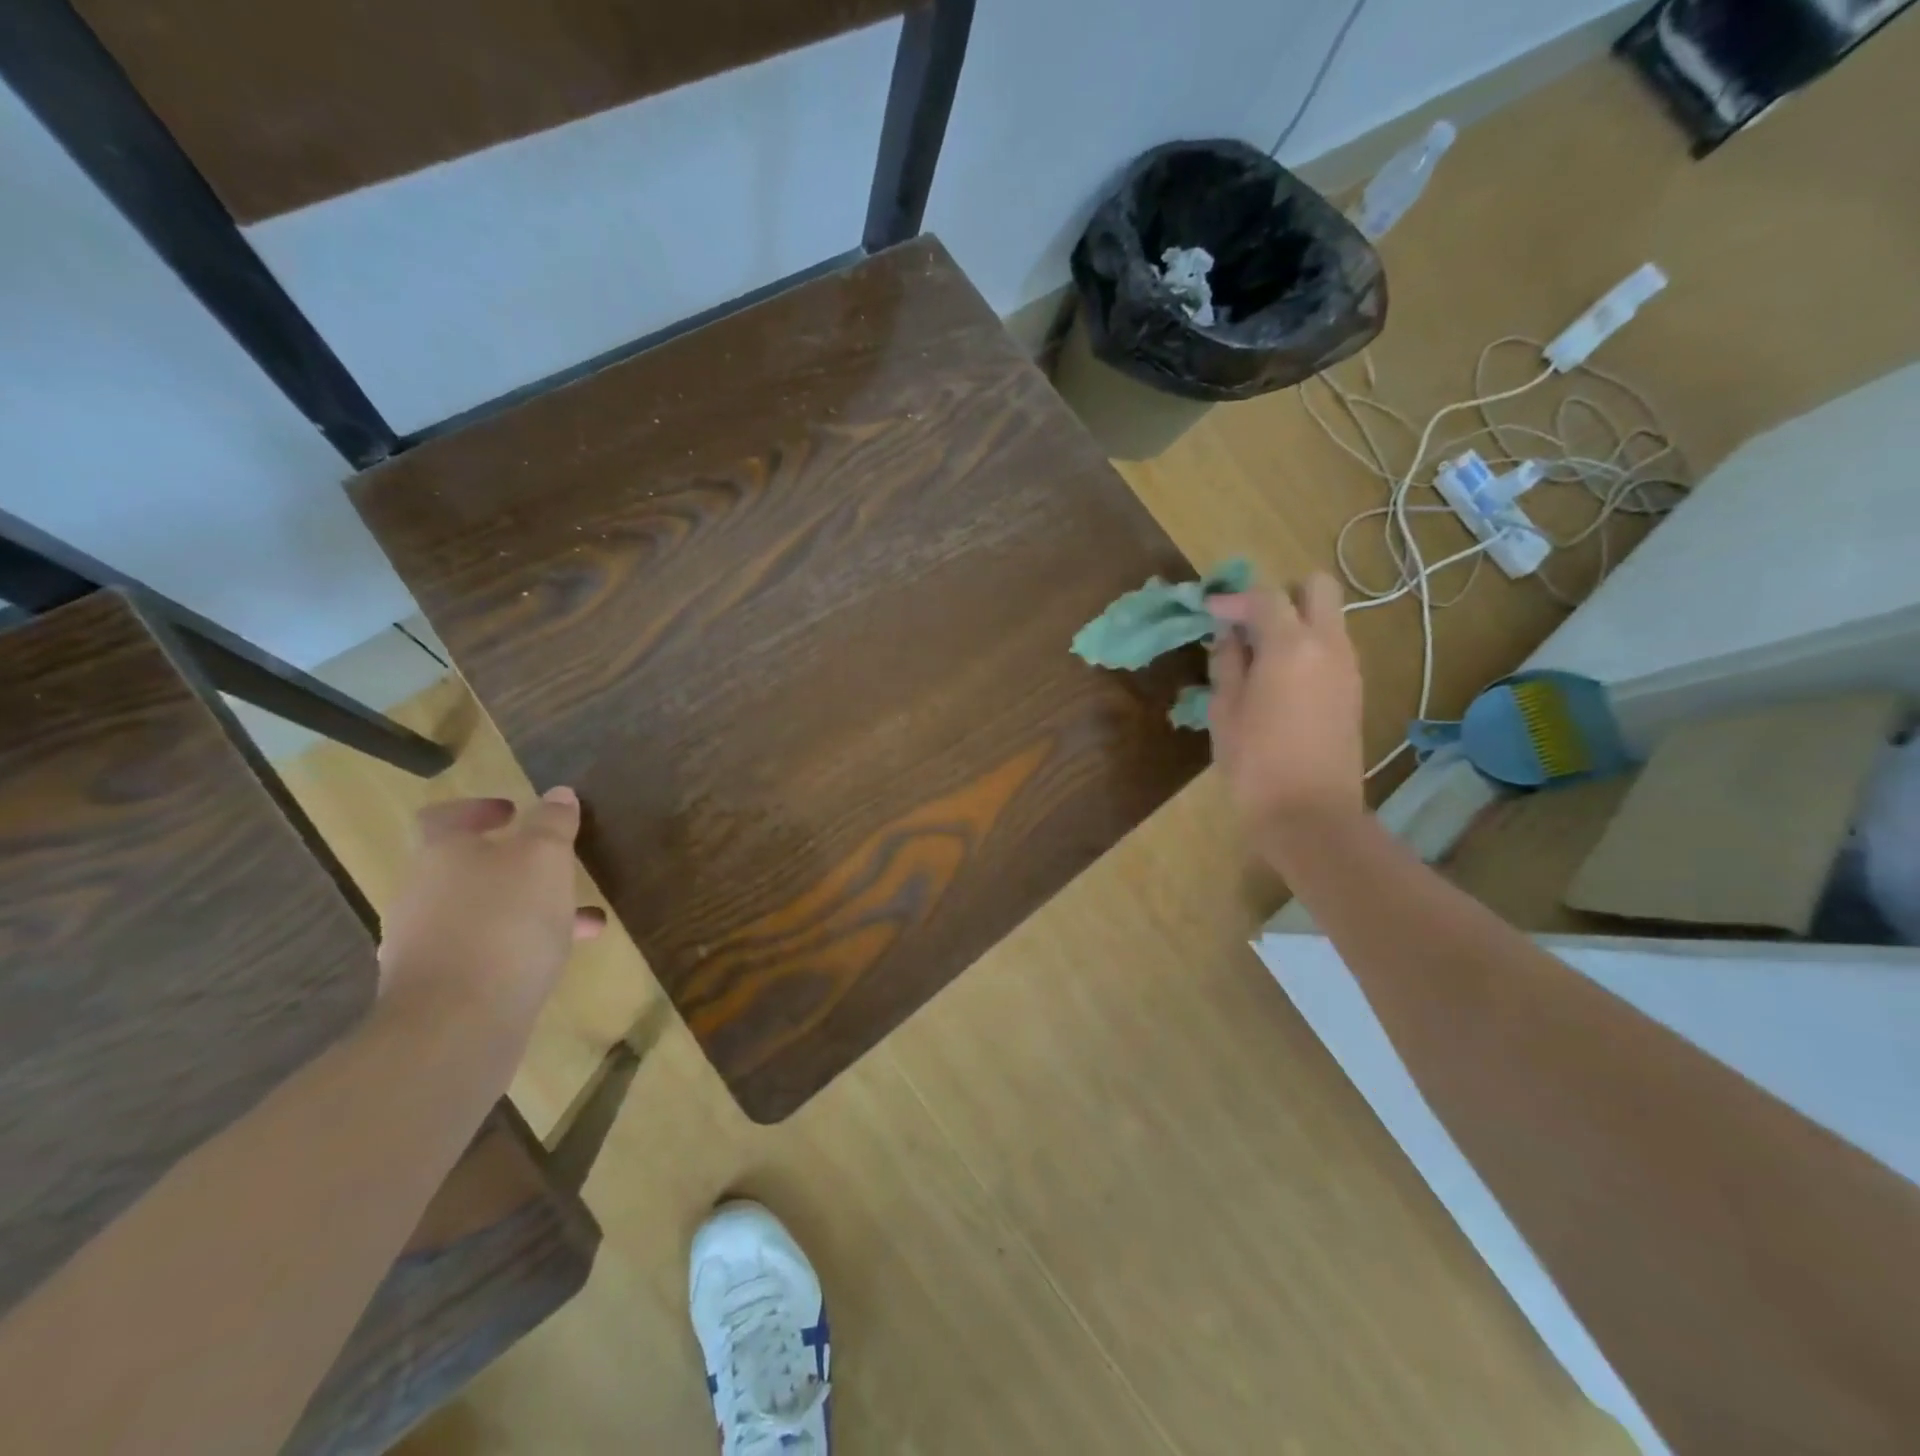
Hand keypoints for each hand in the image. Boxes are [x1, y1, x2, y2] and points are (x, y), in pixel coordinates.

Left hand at [376, 789, 605, 1034]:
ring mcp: (424, 944)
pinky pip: (485, 951)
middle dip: (513, 864)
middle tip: (556, 866)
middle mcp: (422, 895)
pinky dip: (519, 946)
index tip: (513, 812)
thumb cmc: (505, 921)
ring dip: (526, 907)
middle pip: (464, 868)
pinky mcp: (440, 987)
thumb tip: (557, 794)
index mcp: (441, 855)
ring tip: (581, 917)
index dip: (478, 810)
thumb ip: (552, 823)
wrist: (457, 1024)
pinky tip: (559, 956)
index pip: (444, 818)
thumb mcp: (544, 859)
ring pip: (482, 912)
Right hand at [1207, 575, 1365, 846]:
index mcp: (1291, 646)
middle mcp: (1328, 645)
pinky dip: (1307, 646)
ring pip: (1328, 617)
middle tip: (1248, 624)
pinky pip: (1332, 647)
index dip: (1233, 599)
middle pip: (1317, 587)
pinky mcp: (1354, 690)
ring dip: (1295, 621)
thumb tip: (1228, 636)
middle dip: (1280, 595)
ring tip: (1258, 655)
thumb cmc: (1255, 764)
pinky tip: (1279, 679)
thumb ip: (1227, 663)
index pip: (1264, 597)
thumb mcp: (1225, 711)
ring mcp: (1348, 667)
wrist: (1311, 814)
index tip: (1208, 612)